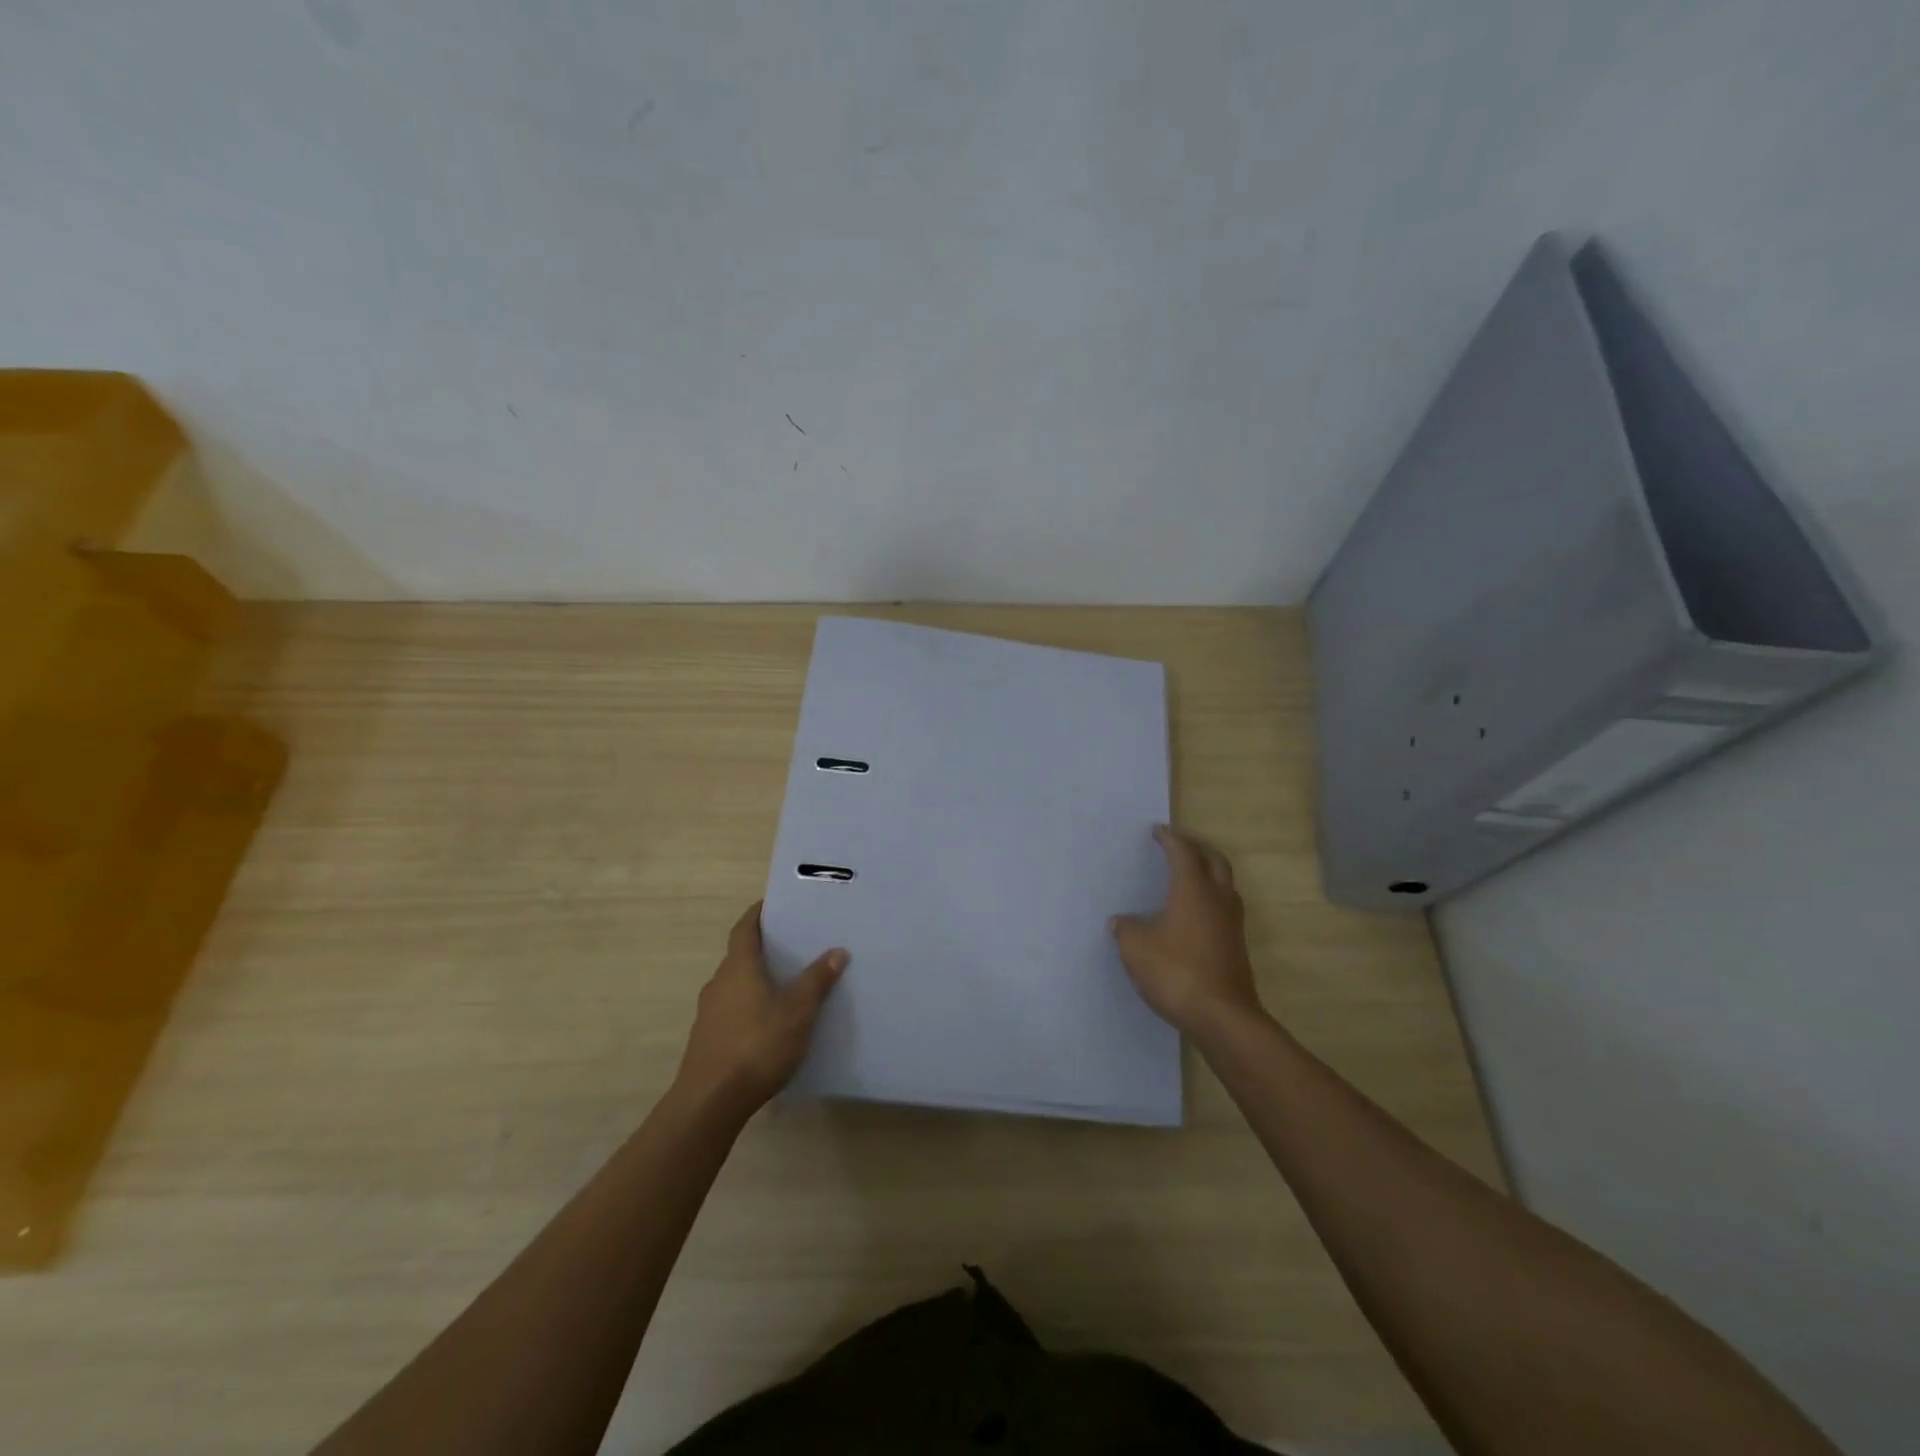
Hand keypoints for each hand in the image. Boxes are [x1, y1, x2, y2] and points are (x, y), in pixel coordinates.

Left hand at [673, 902, 846, 1117]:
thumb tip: (837, 951)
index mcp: (739, 967)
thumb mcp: (798, 1012)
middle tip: (793, 944)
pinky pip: (732, 1009)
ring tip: (787, 983)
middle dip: (763, 948)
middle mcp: (719, 982)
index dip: (758, 914)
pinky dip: (750, 1005)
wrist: (710, 1102)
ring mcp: (709, 1013)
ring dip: (756, 979)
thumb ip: (817, 980)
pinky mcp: (707, 1039)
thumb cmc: (757, 1045)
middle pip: (740, 955)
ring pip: (736, 984)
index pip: (744, 928)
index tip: (775, 904)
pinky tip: (769, 1022)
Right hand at [1110, 825, 1263, 1035]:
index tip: (1157, 831)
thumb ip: (1126, 929)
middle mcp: (1217, 898)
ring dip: (1208, 872)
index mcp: (1192, 889)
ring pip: (1224, 884)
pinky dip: (1210, 898)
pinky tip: (1193, 914)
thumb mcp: (1135, 948)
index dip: (1169, 839)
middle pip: (1214, 860)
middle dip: (1196, 848)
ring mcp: (1231, 923)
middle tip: (1178, 845)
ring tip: (1188, 875)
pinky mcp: (1236, 945)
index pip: (1182, 852)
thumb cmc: (1176, 971)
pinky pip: (1224, 908)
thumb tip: (1120, 922)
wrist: (1222, 1016)